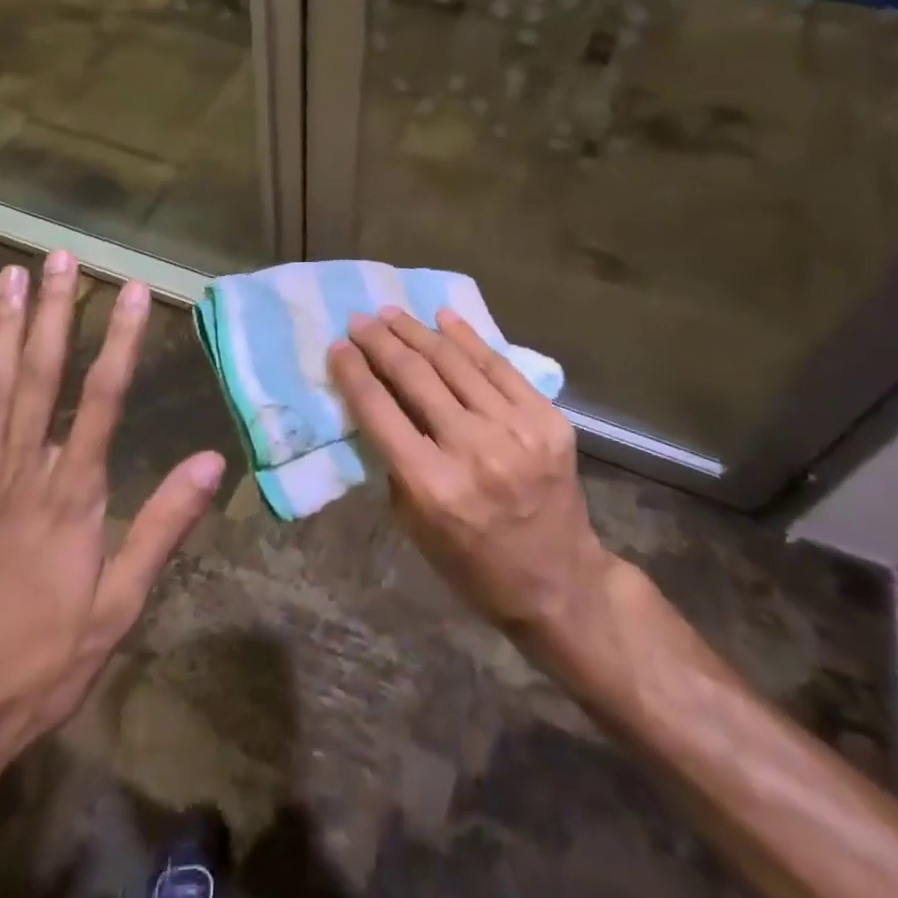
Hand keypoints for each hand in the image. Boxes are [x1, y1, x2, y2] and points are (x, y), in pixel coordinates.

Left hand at [0, 251, 226, 832]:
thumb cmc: (40, 665)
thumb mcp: (118, 607)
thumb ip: (163, 527)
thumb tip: (213, 461)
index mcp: (72, 496)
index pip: (102, 399)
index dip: (121, 340)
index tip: (133, 291)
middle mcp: (21, 473)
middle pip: (41, 377)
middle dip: (56, 312)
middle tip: (62, 257)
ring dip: (4, 329)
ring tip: (11, 276)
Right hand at [328, 307, 616, 650]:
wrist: (560, 583)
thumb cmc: (473, 564)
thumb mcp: (414, 524)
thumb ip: (394, 461)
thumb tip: (378, 401)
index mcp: (432, 485)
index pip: (379, 410)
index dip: (353, 372)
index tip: (337, 346)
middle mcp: (473, 449)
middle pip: (414, 376)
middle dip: (381, 342)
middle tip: (360, 320)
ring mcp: (517, 430)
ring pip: (455, 362)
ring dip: (418, 332)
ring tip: (393, 314)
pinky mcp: (548, 420)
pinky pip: (499, 367)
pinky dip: (468, 338)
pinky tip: (444, 318)